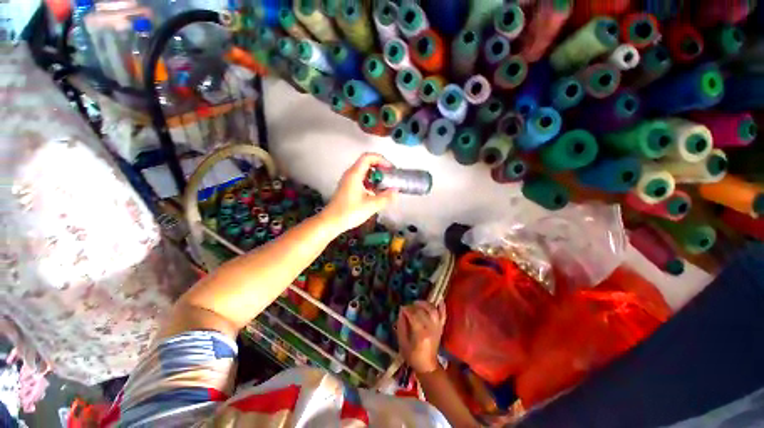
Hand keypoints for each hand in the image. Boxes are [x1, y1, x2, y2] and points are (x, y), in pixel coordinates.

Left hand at [321, 153, 397, 233]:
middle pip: (367, 163)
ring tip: (385, 186)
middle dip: (380, 168)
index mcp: (355, 174)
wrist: (331, 222)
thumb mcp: (371, 205)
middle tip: (390, 177)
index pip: (368, 157)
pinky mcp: (348, 188)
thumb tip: (396, 191)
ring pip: (364, 172)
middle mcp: (350, 174)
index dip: (381, 160)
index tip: (390, 169)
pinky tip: (376, 194)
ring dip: (376, 177)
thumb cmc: (350, 212)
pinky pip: (361, 180)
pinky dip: (370, 183)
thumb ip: (386, 197)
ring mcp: (348, 181)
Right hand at [396, 301, 446, 373]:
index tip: (401, 308)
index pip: (413, 316)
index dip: (407, 310)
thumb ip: (401, 325)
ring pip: (433, 310)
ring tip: (417, 302)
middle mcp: (430, 328)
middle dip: (413, 306)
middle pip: (422, 311)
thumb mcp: (402, 342)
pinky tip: (438, 299)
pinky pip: (443, 314)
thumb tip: (401, 311)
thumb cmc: (412, 355)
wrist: (427, 365)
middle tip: (408, 306)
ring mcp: (437, 327)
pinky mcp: (441, 327)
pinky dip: (441, 306)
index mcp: (420, 334)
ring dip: (425, 303)